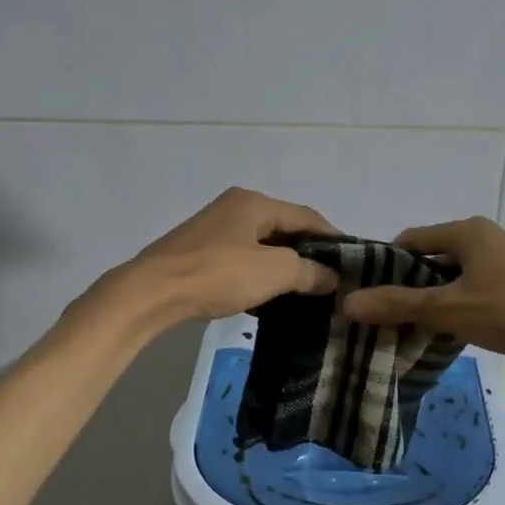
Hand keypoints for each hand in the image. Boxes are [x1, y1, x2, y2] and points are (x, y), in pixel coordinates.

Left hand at [125, 187, 339, 323]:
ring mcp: (212, 231)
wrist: (151, 293)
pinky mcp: (197, 255)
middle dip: (308, 254)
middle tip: (330, 279)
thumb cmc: (218, 273)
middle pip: (283, 230)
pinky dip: (258, 278)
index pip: (306, 215)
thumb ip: (308, 271)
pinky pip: (240, 263)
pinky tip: (267, 302)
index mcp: (254, 203)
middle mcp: (234, 209)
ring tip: (305, 294)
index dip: (333, 237)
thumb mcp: (274, 271)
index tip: (353, 261)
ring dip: (282, 269)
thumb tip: (331, 276)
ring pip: (260, 248)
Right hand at [340, 217, 504, 360]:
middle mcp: (490, 233)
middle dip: (416, 281)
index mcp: (468, 230)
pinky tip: (468, 322)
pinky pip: (484, 279)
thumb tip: (347, 303)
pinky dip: (468, 295)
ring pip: (462, 269)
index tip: (375, 293)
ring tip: (430, 321)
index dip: (388, 264)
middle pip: (436, 253)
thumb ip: (398, 304)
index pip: (411, 239)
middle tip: (399, 312)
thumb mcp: (446, 309)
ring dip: (442, 290)